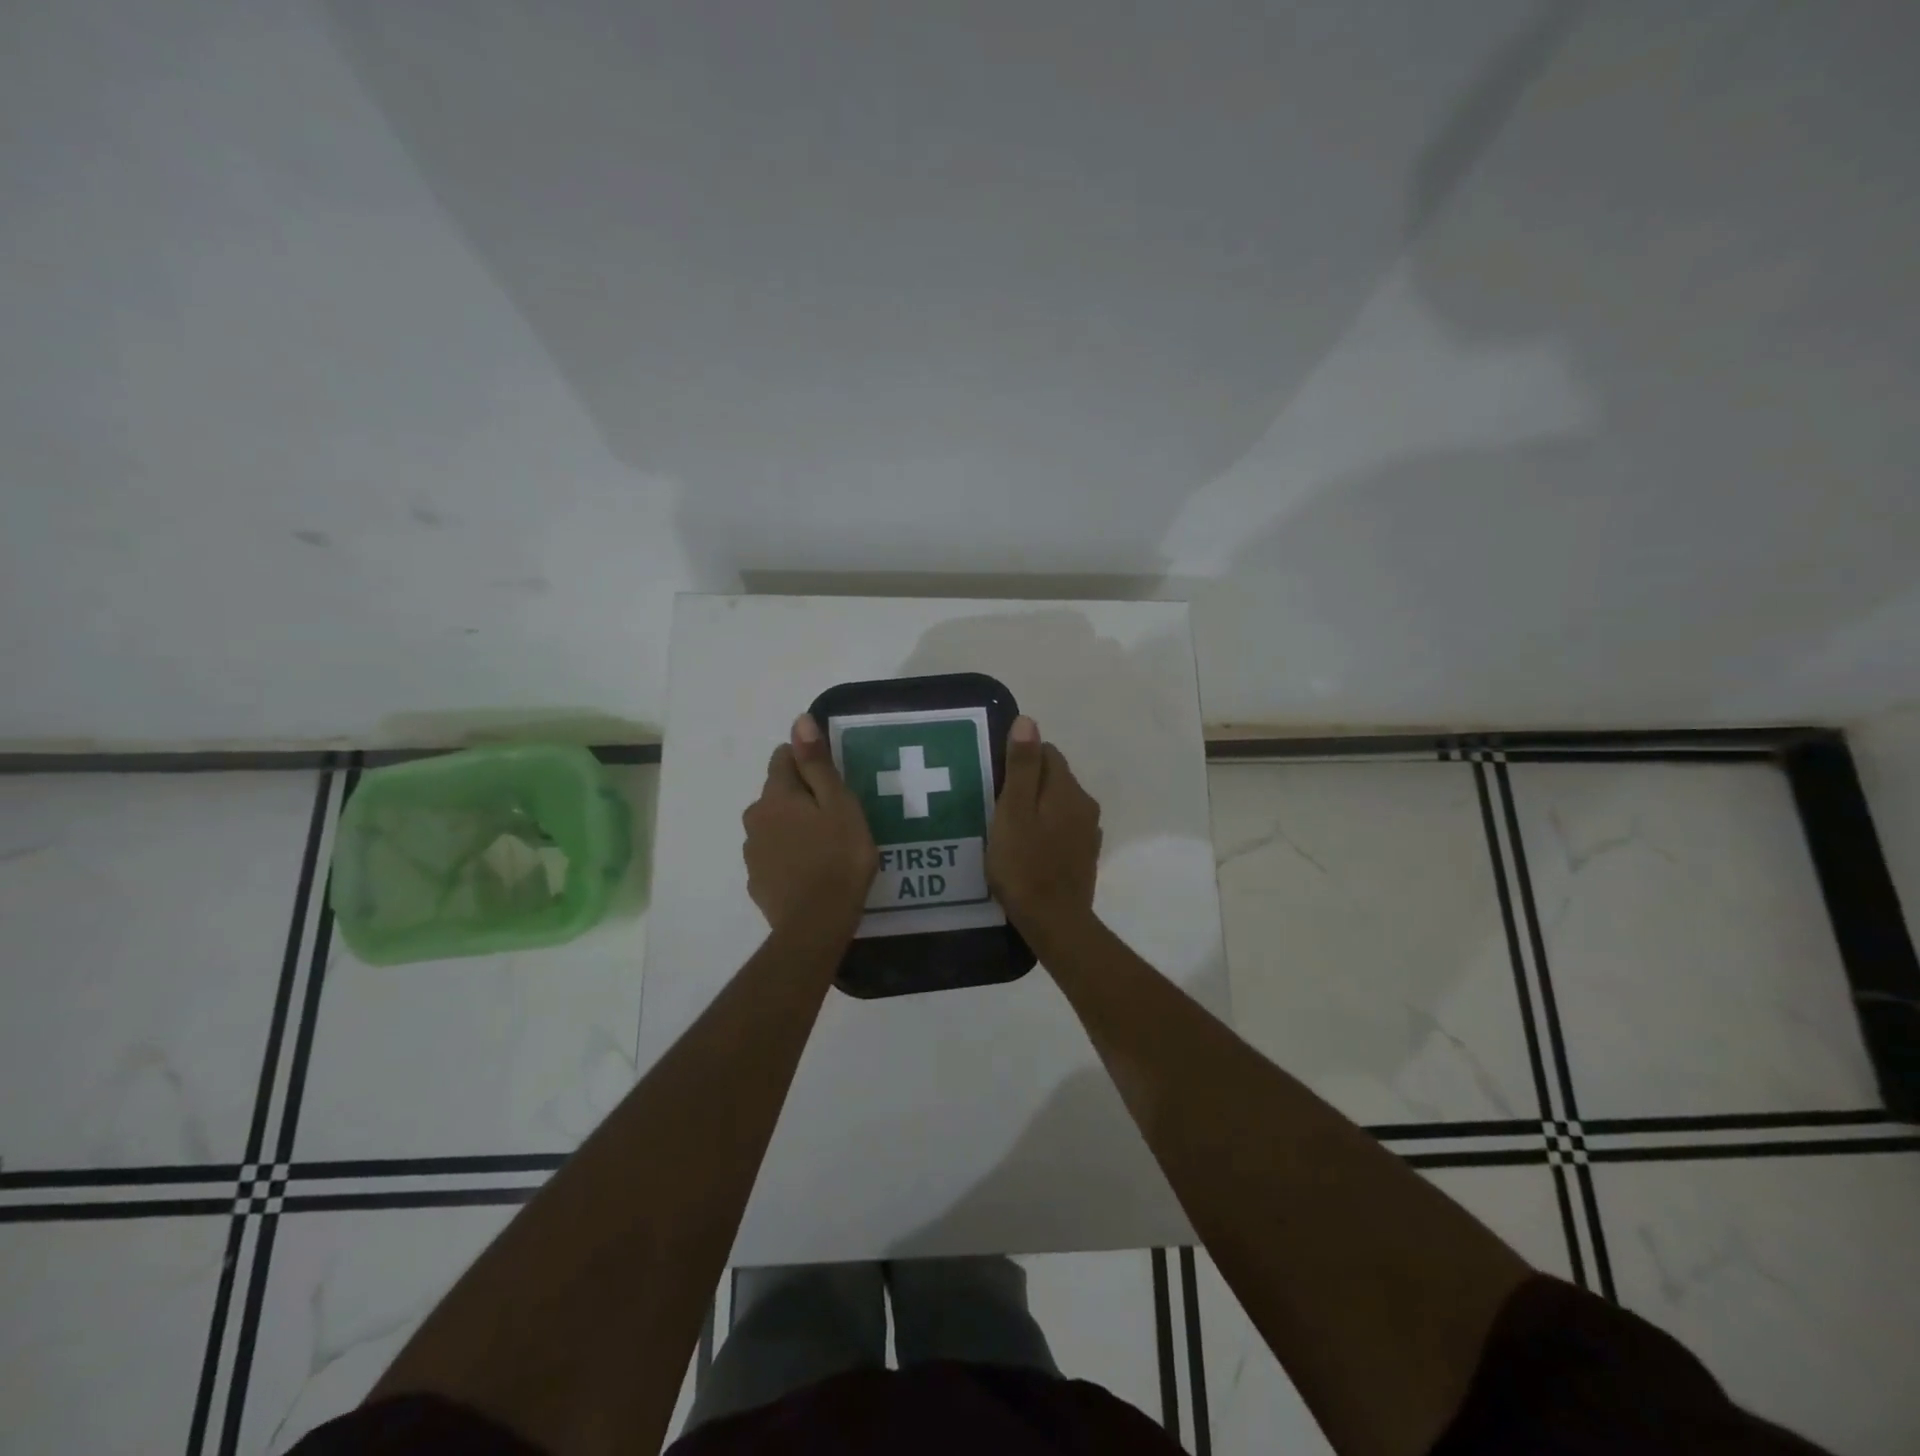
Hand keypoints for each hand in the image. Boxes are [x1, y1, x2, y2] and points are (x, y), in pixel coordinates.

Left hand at [743, 714, 878, 933]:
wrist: (816, 924)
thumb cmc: (838, 858)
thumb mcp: (839, 804)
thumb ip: (817, 763)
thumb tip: (799, 720)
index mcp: (776, 795)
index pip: (783, 757)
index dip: (809, 763)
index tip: (834, 782)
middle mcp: (755, 817)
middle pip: (778, 793)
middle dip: (802, 797)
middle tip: (836, 817)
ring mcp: (753, 851)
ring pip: (774, 824)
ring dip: (794, 827)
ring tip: (826, 847)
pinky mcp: (757, 880)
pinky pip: (773, 855)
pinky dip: (788, 856)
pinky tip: (811, 871)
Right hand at [987, 716, 1102, 931]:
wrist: (1054, 922)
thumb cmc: (1024, 865)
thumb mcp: (1013, 811)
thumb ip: (1022, 766)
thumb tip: (1028, 721)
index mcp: (1068, 790)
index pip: (1047, 752)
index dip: (1019, 759)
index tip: (995, 779)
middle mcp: (1085, 805)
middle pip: (1054, 778)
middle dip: (1028, 784)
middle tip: (995, 805)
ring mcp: (1088, 833)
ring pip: (1058, 805)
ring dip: (1036, 808)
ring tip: (1007, 828)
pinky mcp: (1084, 856)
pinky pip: (1062, 829)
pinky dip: (1045, 831)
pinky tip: (1026, 849)